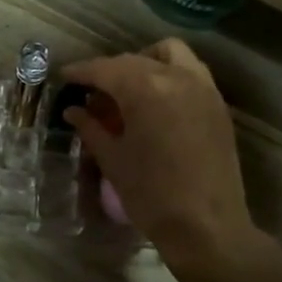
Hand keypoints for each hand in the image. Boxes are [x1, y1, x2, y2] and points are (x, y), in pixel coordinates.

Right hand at [61, 40, 256, 261]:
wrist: (207, 227)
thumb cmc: (152, 195)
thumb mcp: (113, 160)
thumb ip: (91, 128)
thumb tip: (74, 110)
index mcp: (145, 89)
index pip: (105, 69)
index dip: (81, 72)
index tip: (64, 77)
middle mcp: (176, 77)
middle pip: (133, 60)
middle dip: (109, 71)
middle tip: (91, 94)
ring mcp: (202, 88)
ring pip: (169, 54)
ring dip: (144, 63)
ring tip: (128, 89)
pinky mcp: (218, 104)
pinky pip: (190, 72)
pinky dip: (169, 74)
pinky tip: (156, 102)